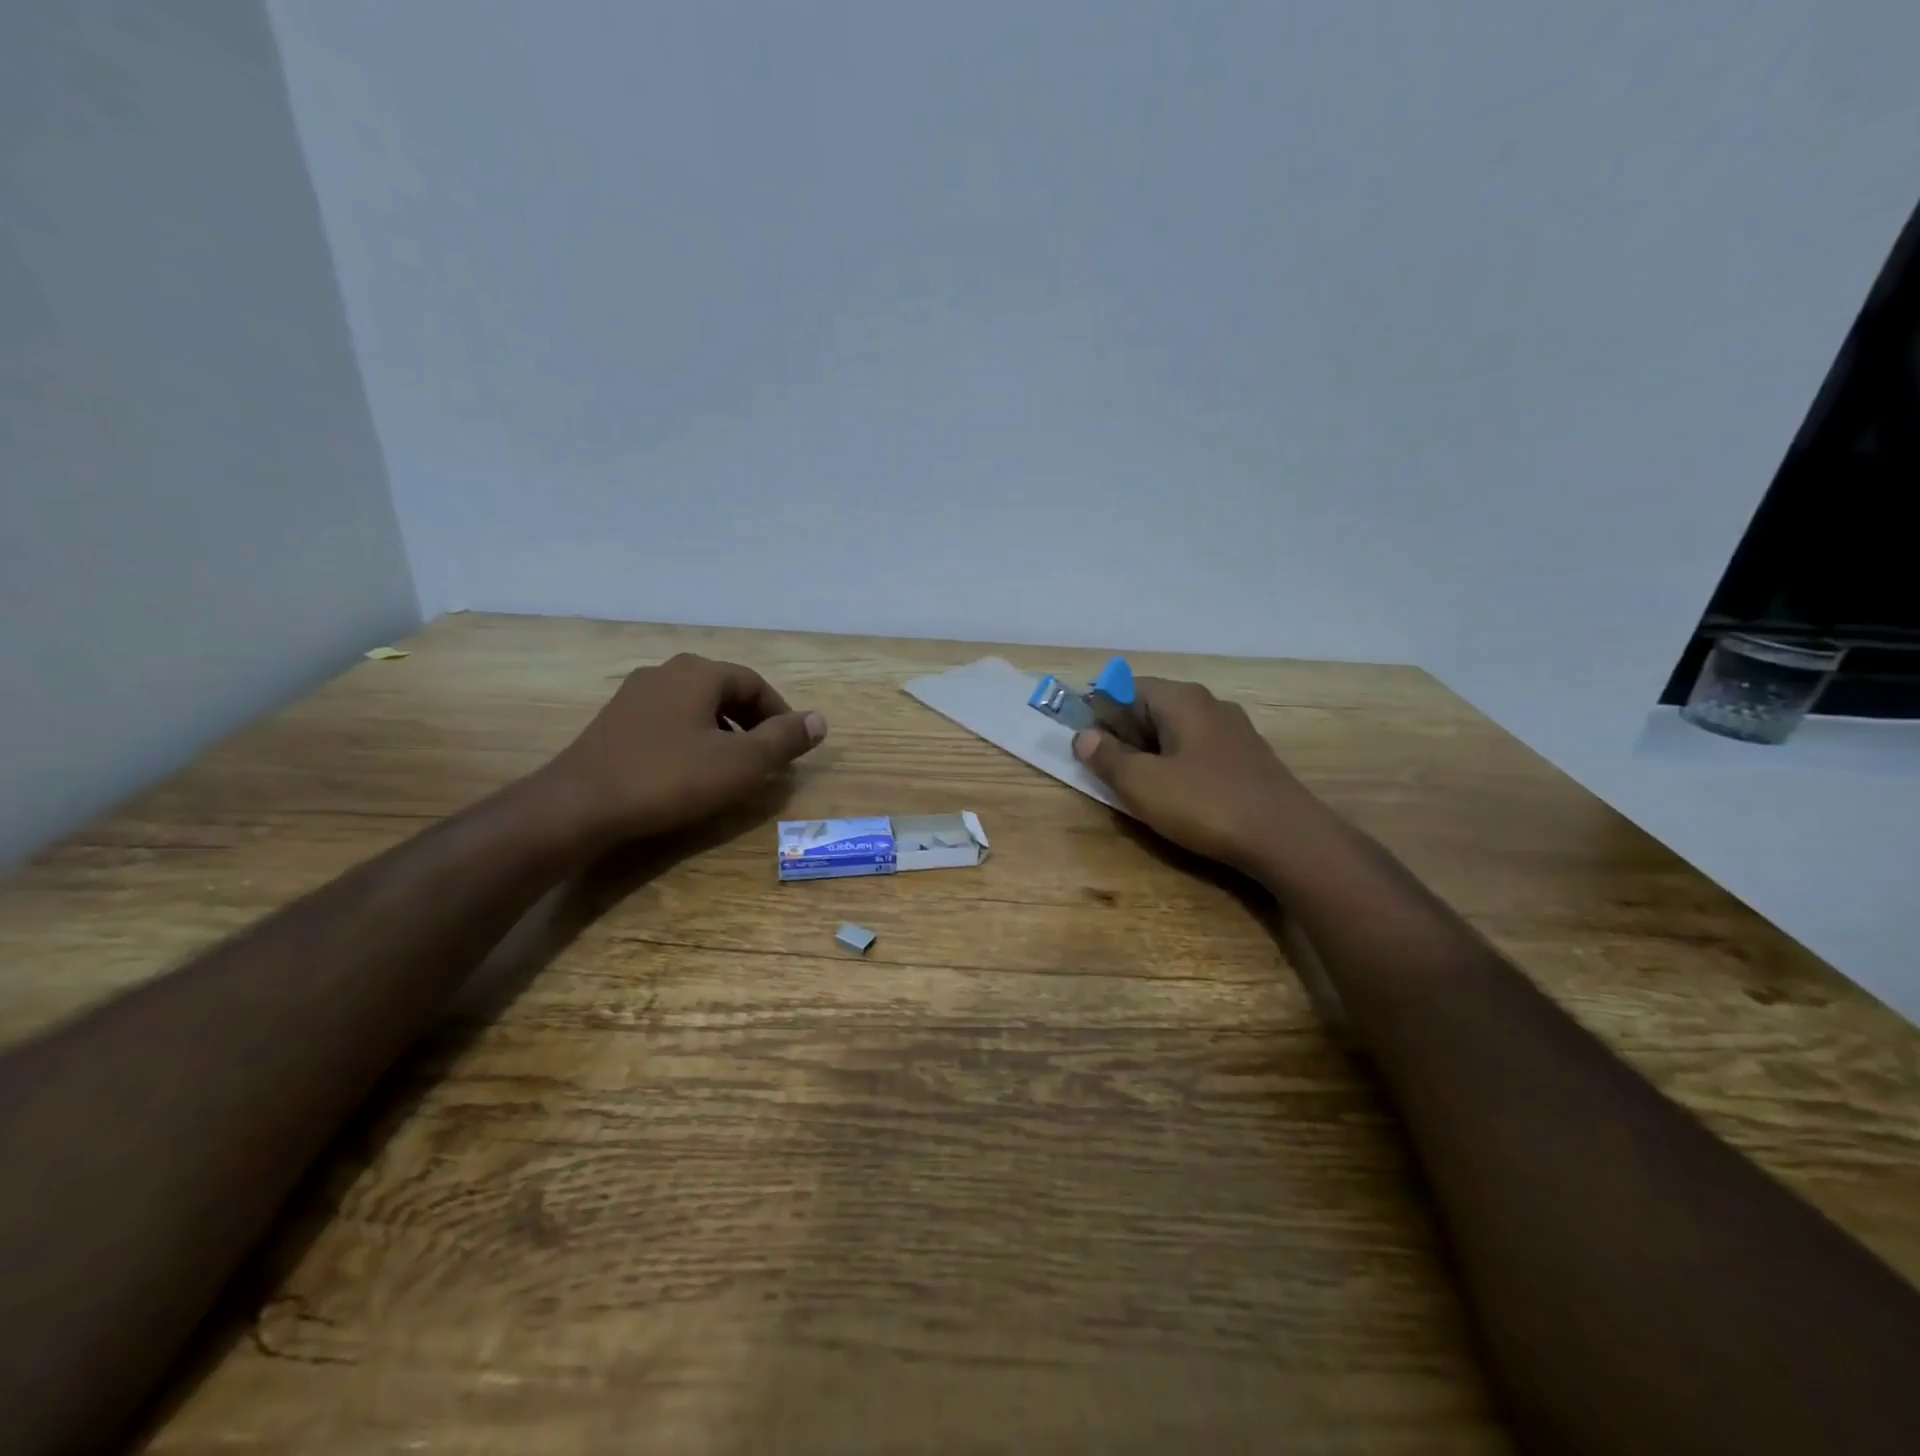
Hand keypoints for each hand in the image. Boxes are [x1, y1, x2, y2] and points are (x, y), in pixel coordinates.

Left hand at [546, 654, 825, 844]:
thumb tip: (820, 721)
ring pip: (696, 707)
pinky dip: (692, 740)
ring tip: (733, 768)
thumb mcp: (741, 763)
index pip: (755, 684)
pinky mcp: (615, 723)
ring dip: (723, 733)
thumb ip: (784, 740)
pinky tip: (690, 772)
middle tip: (767, 759)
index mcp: (699, 673)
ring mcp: (635, 696)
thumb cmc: (669, 778)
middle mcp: (666, 672)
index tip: (792, 748)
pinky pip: (669, 722)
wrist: (579, 806)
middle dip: (752, 723)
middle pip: (725, 691)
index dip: (781, 715)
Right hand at [1071, 677, 1322, 875]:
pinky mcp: (1249, 760)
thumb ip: (1108, 757)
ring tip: (1134, 785)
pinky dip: (1177, 765)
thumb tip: (1083, 736)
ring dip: (1150, 752)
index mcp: (1182, 699)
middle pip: (1152, 707)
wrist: (1288, 840)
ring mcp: (1234, 732)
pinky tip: (1175, 795)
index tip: (1082, 738)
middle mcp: (1210, 705)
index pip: (1126, 687)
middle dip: (1123, 733)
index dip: (1099, 709)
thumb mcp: (1142, 784)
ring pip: (1177, 732)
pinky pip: (1199, 752)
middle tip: (1103, 766)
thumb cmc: (1206, 804)